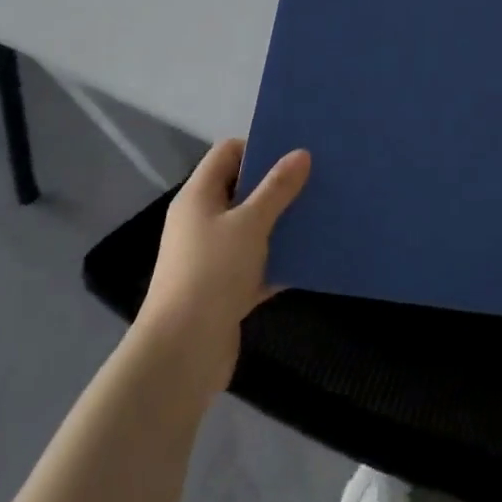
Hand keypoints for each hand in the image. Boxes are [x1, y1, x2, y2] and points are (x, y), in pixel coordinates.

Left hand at [134, 138, 310, 398]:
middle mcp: (201, 221)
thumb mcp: (250, 224)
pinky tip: (311, 259)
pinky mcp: (224, 290)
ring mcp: (211, 257)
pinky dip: (278, 262)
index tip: (295, 153)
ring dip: (281, 224)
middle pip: (241, 189)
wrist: (182, 353)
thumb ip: (277, 188)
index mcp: (198, 196)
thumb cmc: (212, 274)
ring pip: (252, 229)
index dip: (259, 148)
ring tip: (320, 214)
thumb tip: (301, 153)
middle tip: (316, 180)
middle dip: (277, 186)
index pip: (227, 153)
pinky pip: (256, 265)